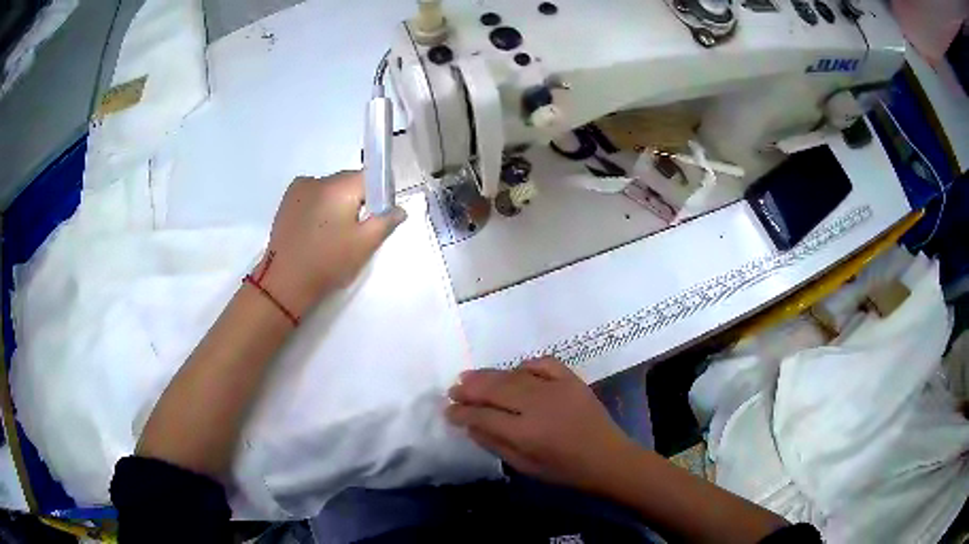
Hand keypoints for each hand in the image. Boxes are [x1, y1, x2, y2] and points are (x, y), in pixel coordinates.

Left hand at [253, 171, 405, 318]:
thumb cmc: (328, 262)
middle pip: (350, 182)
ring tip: (332, 234)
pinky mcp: (287, 200)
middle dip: (357, 201)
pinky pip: (313, 195)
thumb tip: (399, 208)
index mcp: (340, 186)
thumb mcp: (364, 245)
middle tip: (355, 232)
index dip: (379, 195)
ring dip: (337, 204)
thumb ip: (385, 221)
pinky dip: (320, 206)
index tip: (377, 218)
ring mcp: (300, 188)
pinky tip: (316, 230)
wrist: (285, 281)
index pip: (371, 177)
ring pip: (331, 189)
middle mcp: (319, 179)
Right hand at [446, 357, 636, 491]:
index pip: (483, 417)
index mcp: (526, 434)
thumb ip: (495, 445)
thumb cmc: (564, 470)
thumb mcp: (525, 466)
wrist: (607, 457)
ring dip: (488, 376)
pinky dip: (524, 365)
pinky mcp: (571, 379)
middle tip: (453, 390)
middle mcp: (538, 406)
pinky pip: (542, 363)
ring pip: (513, 375)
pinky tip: (513, 372)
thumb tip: (470, 426)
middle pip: (495, 390)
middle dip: (469, 389)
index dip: (462, 413)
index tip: (448, 411)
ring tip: (469, 377)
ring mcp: (556, 388)